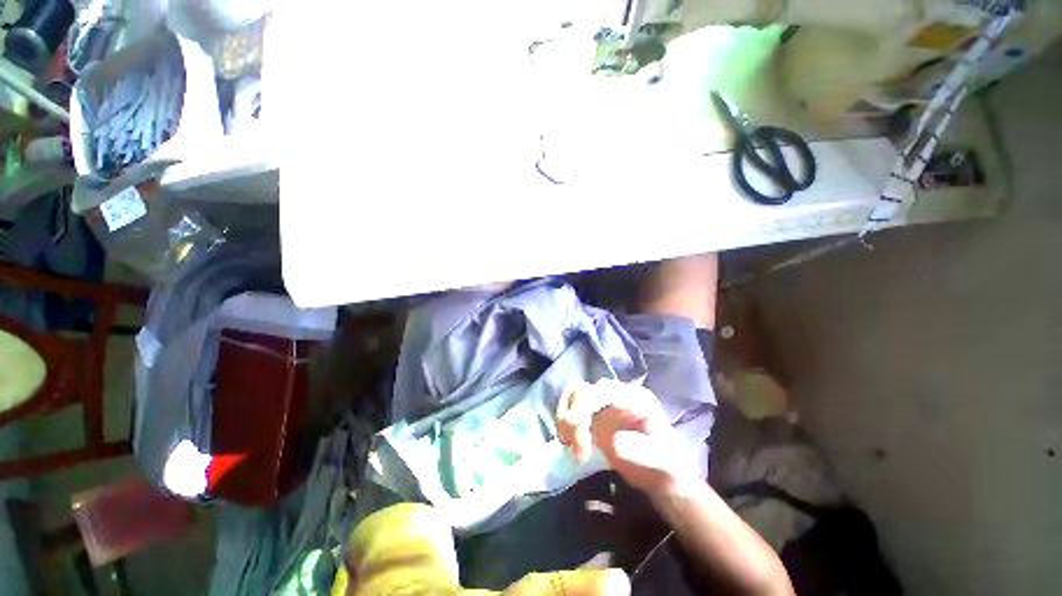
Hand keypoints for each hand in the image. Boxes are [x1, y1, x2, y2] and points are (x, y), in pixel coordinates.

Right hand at [556, 379, 697, 497]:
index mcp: (636, 399)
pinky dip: (564, 423)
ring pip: (573, 396)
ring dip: (564, 419)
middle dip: (574, 417)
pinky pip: (571, 410)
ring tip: (569, 447)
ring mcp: (603, 405)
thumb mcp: (667, 466)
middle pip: (584, 391)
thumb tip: (615, 442)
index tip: (573, 425)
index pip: (605, 390)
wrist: (665, 479)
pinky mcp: (592, 417)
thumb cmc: (670, 470)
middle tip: (578, 453)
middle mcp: (617, 395)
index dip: (586, 403)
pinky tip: (569, 444)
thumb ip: (645, 453)